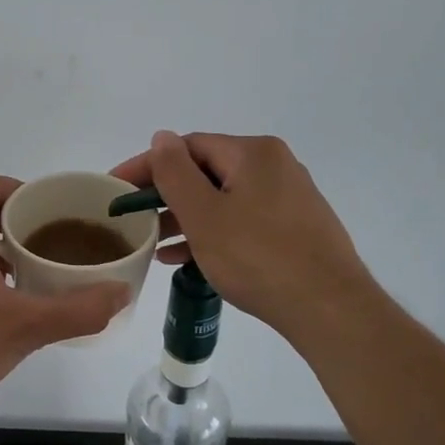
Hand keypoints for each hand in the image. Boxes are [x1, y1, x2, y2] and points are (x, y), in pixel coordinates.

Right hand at [111, 131, 372, 341]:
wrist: (328, 308)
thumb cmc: (257, 257)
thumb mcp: (204, 215)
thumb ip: (175, 173)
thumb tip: (162, 137)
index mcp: (253, 153)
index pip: (187, 147)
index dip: (147, 165)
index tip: (116, 188)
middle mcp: (275, 166)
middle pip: (206, 172)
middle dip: (166, 195)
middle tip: (135, 219)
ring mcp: (289, 198)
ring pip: (223, 199)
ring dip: (186, 218)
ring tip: (156, 244)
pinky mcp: (295, 228)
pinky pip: (242, 220)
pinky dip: (213, 233)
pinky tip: (189, 258)